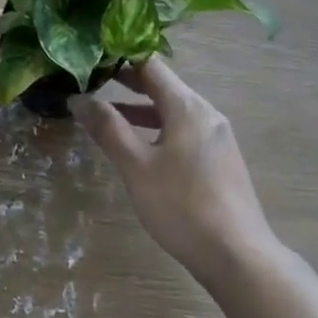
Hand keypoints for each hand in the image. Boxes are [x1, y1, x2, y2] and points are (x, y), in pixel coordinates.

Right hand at [72, 58, 272, 281]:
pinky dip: (159, 129)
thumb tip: (78, 98)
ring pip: (173, 110)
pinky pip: (184, 130)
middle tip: (93, 81)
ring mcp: (217, 136)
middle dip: (127, 83)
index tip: (92, 58)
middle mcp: (205, 112)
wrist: (240, 259)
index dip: (119, 58)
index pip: (150, 64)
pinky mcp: (220, 160)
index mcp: (187, 105)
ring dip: (141, 109)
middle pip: (162, 85)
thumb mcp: (137, 167)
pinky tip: (142, 149)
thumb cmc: (183, 207)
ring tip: (108, 116)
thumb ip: (108, 129)